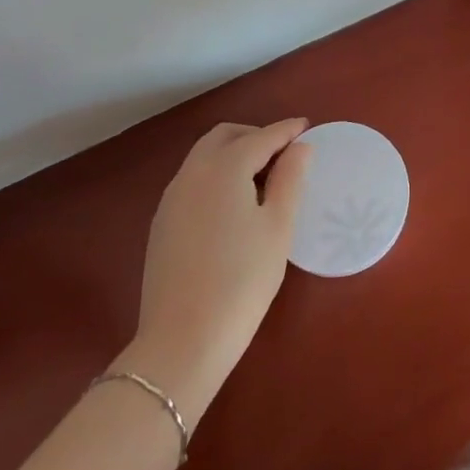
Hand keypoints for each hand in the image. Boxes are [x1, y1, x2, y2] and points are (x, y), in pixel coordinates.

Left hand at [116, 117, 310, 414]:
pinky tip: (234, 205)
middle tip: (284, 154)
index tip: (307, 127)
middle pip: (224, 137)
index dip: (286, 131)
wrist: (182, 342)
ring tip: (263, 179)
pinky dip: (217, 175)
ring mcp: (171, 199)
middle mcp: (192, 174)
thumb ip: (291, 178)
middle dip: (255, 136)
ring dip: (234, 154)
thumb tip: (300, 147)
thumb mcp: (278, 226)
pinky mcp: (162, 224)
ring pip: (204, 157)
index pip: (261, 137)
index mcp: (224, 168)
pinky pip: (193, 181)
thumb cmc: (242, 279)